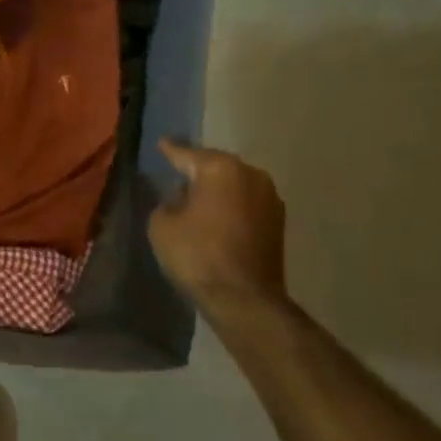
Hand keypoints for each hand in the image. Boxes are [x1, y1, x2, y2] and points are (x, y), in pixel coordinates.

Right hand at [148, 140, 288, 315]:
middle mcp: (251, 174)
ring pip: (234, 185)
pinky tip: (215, 217)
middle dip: (198, 170)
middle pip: (216, 166)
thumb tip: (181, 198)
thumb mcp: (162, 224)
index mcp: (220, 168)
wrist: (243, 297)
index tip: (162, 143)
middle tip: (177, 173)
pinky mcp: (278, 222)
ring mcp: (270, 198)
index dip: (171, 150)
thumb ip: (168, 202)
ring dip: (217, 190)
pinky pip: (245, 203)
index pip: (187, 154)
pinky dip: (230, 207)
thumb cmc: (196, 254)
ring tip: (196, 198)